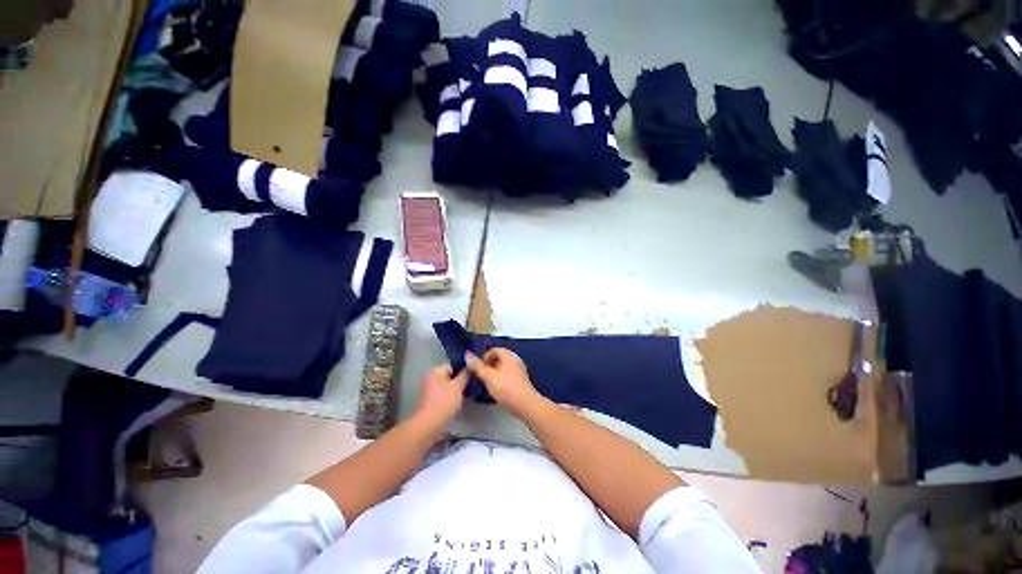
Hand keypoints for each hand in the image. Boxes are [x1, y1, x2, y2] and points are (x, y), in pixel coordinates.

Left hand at [414, 364, 468, 427]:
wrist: (429, 424)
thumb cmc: (444, 401)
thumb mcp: (458, 386)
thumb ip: (464, 375)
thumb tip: (469, 367)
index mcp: (436, 371)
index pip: (453, 365)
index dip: (463, 370)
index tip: (472, 376)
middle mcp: (431, 378)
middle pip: (450, 375)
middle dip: (460, 380)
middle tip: (471, 384)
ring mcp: (430, 390)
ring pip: (448, 385)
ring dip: (456, 389)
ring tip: (467, 393)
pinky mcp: (431, 400)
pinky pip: (444, 394)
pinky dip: (451, 396)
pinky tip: (459, 401)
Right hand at [465, 348, 542, 416]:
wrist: (525, 404)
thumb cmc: (506, 388)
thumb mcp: (489, 377)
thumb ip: (477, 366)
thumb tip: (467, 355)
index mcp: (508, 355)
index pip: (494, 350)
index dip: (484, 357)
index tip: (478, 369)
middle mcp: (515, 359)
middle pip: (499, 358)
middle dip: (488, 366)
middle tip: (481, 376)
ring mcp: (519, 370)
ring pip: (503, 367)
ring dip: (494, 373)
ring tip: (487, 384)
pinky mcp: (521, 380)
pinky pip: (508, 375)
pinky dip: (501, 379)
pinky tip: (497, 389)